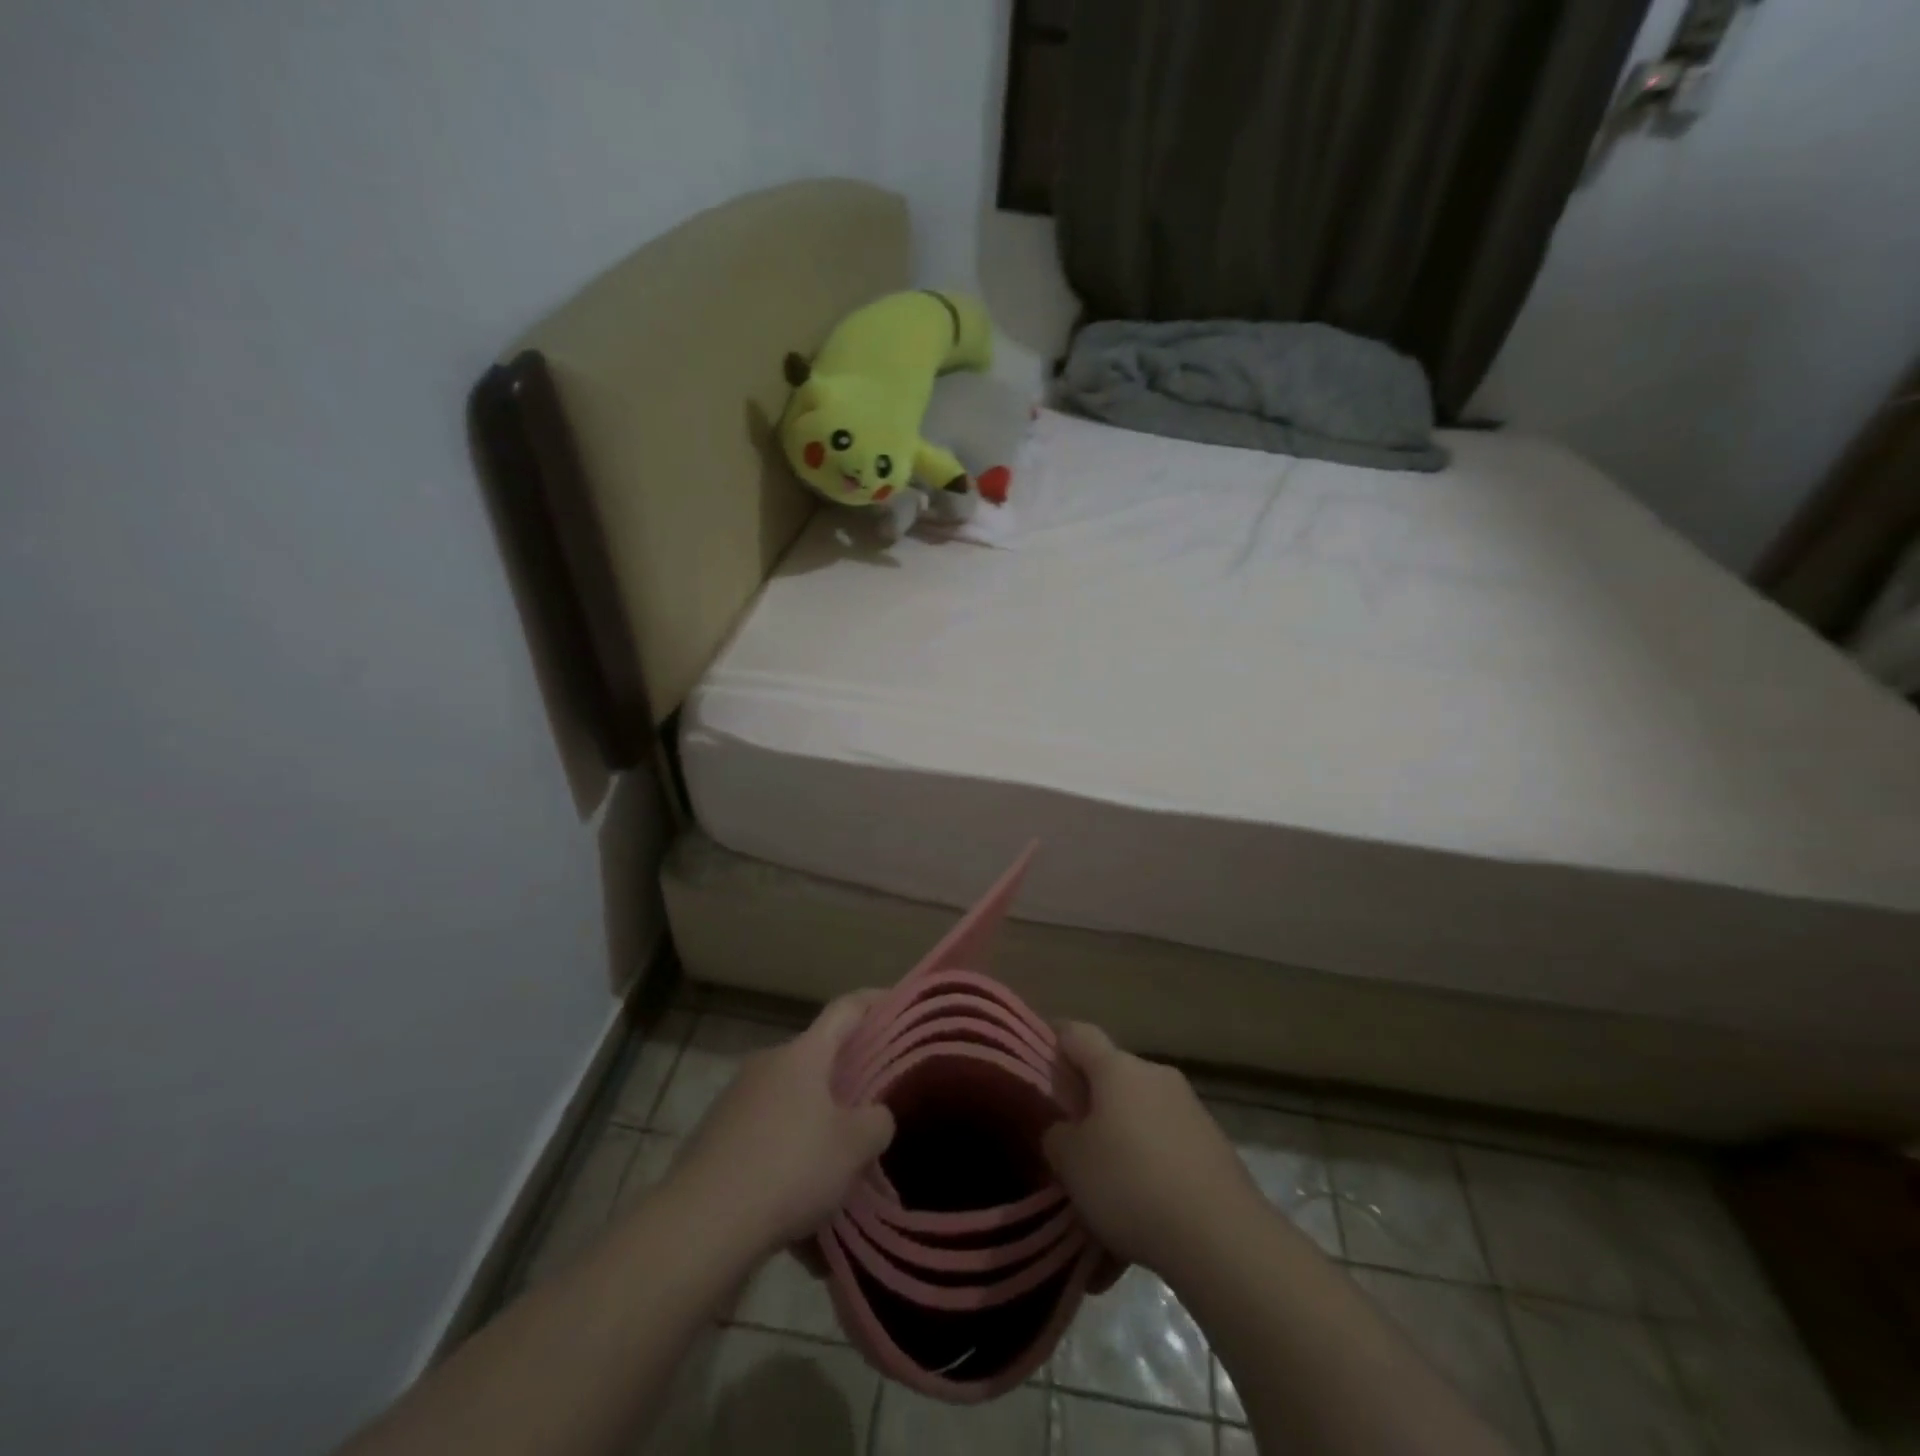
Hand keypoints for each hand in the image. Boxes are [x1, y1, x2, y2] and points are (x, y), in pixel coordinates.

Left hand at [666, 994, 894, 1255]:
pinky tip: (797, 1204)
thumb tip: (874, 1116)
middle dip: (844, 1079)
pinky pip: (764, 1136)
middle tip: (872, 1105)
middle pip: (816, 1059)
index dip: (874, 1002)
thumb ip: (876, 1122)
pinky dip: (785, 1156)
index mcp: (803, 1054)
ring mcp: (735, 1099)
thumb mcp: (854, 1147)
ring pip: (789, 1102)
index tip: (897, 1002)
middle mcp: (767, 1064)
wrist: (700, 1225)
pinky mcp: (713, 1137)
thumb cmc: (789, 1168)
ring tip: (836, 1168)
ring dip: (814, 1124)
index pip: (845, 1009)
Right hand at [1043, 1023, 1260, 1276]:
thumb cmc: (1131, 1184)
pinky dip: (1150, 1158)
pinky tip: (1142, 1202)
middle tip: (1069, 1132)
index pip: (1077, 1034)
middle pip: (1112, 1073)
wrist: (1222, 1236)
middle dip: (1090, 1097)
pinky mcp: (1213, 1144)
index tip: (1039, 1053)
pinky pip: (1167, 1139)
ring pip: (1141, 1109)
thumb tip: (1064, 1127)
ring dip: (1121, 1131)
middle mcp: (1154, 1075)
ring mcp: (1189, 1107)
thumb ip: (1057, 1135)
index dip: (1055, 1038)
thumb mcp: (1071, 1163)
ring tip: (1105, 1178)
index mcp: (1117, 1068)